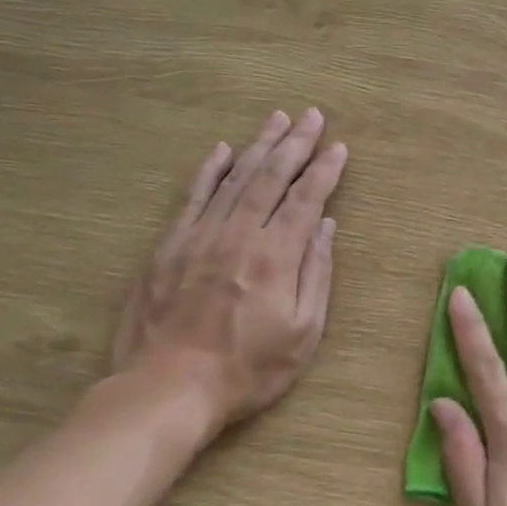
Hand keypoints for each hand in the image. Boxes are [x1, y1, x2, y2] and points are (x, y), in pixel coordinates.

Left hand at [111, 109, 346, 447]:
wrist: (167, 389)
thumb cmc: (247, 369)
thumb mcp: (303, 333)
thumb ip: (316, 274)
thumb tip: (325, 226)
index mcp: (276, 256)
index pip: (306, 199)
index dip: (324, 170)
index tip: (339, 147)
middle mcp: (240, 234)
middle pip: (272, 177)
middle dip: (296, 143)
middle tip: (312, 115)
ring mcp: (200, 236)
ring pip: (235, 178)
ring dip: (259, 145)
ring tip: (277, 119)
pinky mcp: (169, 246)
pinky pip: (192, 197)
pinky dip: (209, 170)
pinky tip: (222, 150)